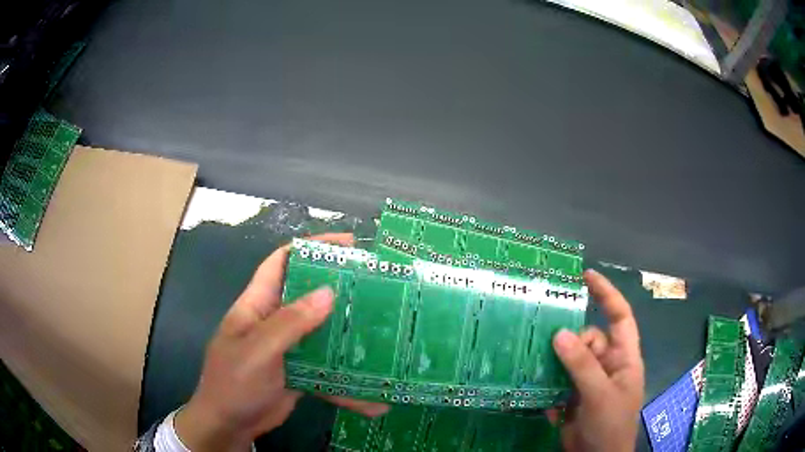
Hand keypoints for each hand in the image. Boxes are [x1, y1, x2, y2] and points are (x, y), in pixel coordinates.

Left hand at [175, 233, 388, 451]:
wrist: (229, 425)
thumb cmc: (234, 382)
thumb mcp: (258, 350)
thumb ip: (290, 323)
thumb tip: (329, 292)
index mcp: (257, 305)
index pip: (281, 262)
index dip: (310, 247)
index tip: (346, 244)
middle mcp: (273, 321)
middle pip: (307, 295)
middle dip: (338, 287)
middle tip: (376, 286)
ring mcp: (288, 348)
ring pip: (321, 331)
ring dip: (346, 331)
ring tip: (382, 329)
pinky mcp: (299, 372)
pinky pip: (325, 366)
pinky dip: (345, 376)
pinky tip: (372, 392)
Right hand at [550, 269, 643, 451]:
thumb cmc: (610, 425)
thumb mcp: (599, 394)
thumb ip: (582, 365)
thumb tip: (559, 333)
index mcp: (624, 358)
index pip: (620, 317)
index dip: (607, 294)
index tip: (586, 276)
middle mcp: (607, 364)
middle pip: (588, 339)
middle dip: (570, 341)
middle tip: (549, 347)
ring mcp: (589, 381)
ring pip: (569, 358)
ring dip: (554, 360)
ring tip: (535, 360)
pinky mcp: (572, 395)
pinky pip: (558, 378)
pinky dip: (547, 381)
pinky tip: (536, 386)